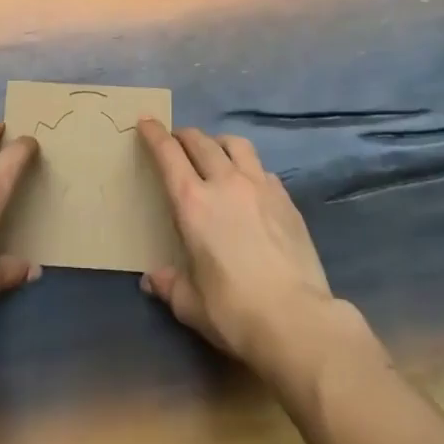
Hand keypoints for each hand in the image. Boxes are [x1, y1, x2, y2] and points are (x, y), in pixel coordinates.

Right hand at [138, 119, 344, 376]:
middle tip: (177, 142)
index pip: (168, 153)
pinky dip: (249, 169)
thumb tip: (152, 280)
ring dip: (219, 143)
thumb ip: (169, 285)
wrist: (297, 321)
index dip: (154, 134)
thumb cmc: (234, 312)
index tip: (146, 122)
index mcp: (192, 202)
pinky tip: (250, 187)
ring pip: (235, 144)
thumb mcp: (191, 305)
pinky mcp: (286, 199)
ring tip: (216, 154)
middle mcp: (224, 183)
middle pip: (200, 141)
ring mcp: (259, 186)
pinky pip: (262, 169)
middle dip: (184, 136)